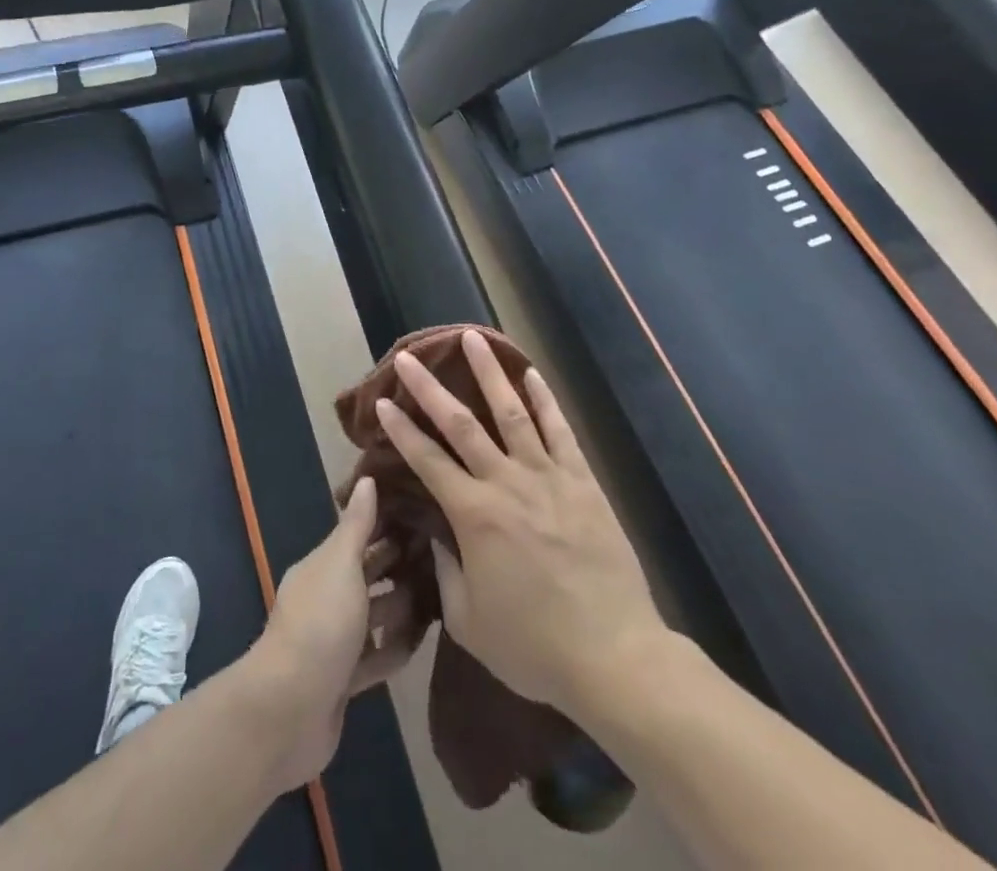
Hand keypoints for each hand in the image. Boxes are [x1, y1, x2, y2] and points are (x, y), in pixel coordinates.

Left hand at [239, 476, 414, 789]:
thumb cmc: (320, 625)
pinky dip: (394, 648)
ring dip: (401, 607)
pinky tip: (422, 642)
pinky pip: (375, 657)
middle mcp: (326, 597)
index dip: (388, 524)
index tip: (425, 513)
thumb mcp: (341, 565)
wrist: (289, 710)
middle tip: (444, 554)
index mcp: (322, 566)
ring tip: (442, 596)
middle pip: (368, 575)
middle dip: (400, 565)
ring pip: (373, 615)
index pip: (358, 536)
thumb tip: (368, 478)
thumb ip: (357, 526)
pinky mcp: (343, 680)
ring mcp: (333, 641)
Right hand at [377, 331, 665, 718]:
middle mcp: (506, 483)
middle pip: (460, 424)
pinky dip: (544, 399)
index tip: (382, 401)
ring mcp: (547, 477)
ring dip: (489, 373)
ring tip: (472, 338)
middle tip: (409, 357)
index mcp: (473, 515)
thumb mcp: (470, 622)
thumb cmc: (534, 647)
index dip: (401, 429)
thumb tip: (438, 534)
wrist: (614, 657)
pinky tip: (531, 374)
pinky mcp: (582, 482)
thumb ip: (447, 571)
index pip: (426, 460)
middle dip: (430, 388)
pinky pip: (560, 431)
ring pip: (511, 412)